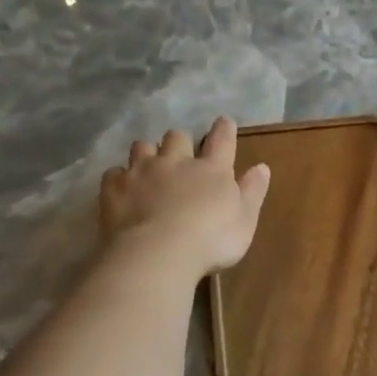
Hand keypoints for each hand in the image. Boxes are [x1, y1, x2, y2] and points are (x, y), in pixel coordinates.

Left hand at [98, 118, 270, 279]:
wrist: (158, 253)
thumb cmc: (212, 240)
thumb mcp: (245, 220)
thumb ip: (253, 192)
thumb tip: (262, 167)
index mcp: (212, 169)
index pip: (222, 140)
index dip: (224, 129)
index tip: (224, 122)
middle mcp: (176, 161)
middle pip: (177, 137)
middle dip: (180, 141)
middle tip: (182, 154)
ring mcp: (142, 172)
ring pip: (142, 147)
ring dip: (148, 153)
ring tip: (150, 166)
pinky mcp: (114, 187)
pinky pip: (114, 173)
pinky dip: (121, 177)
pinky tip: (124, 188)